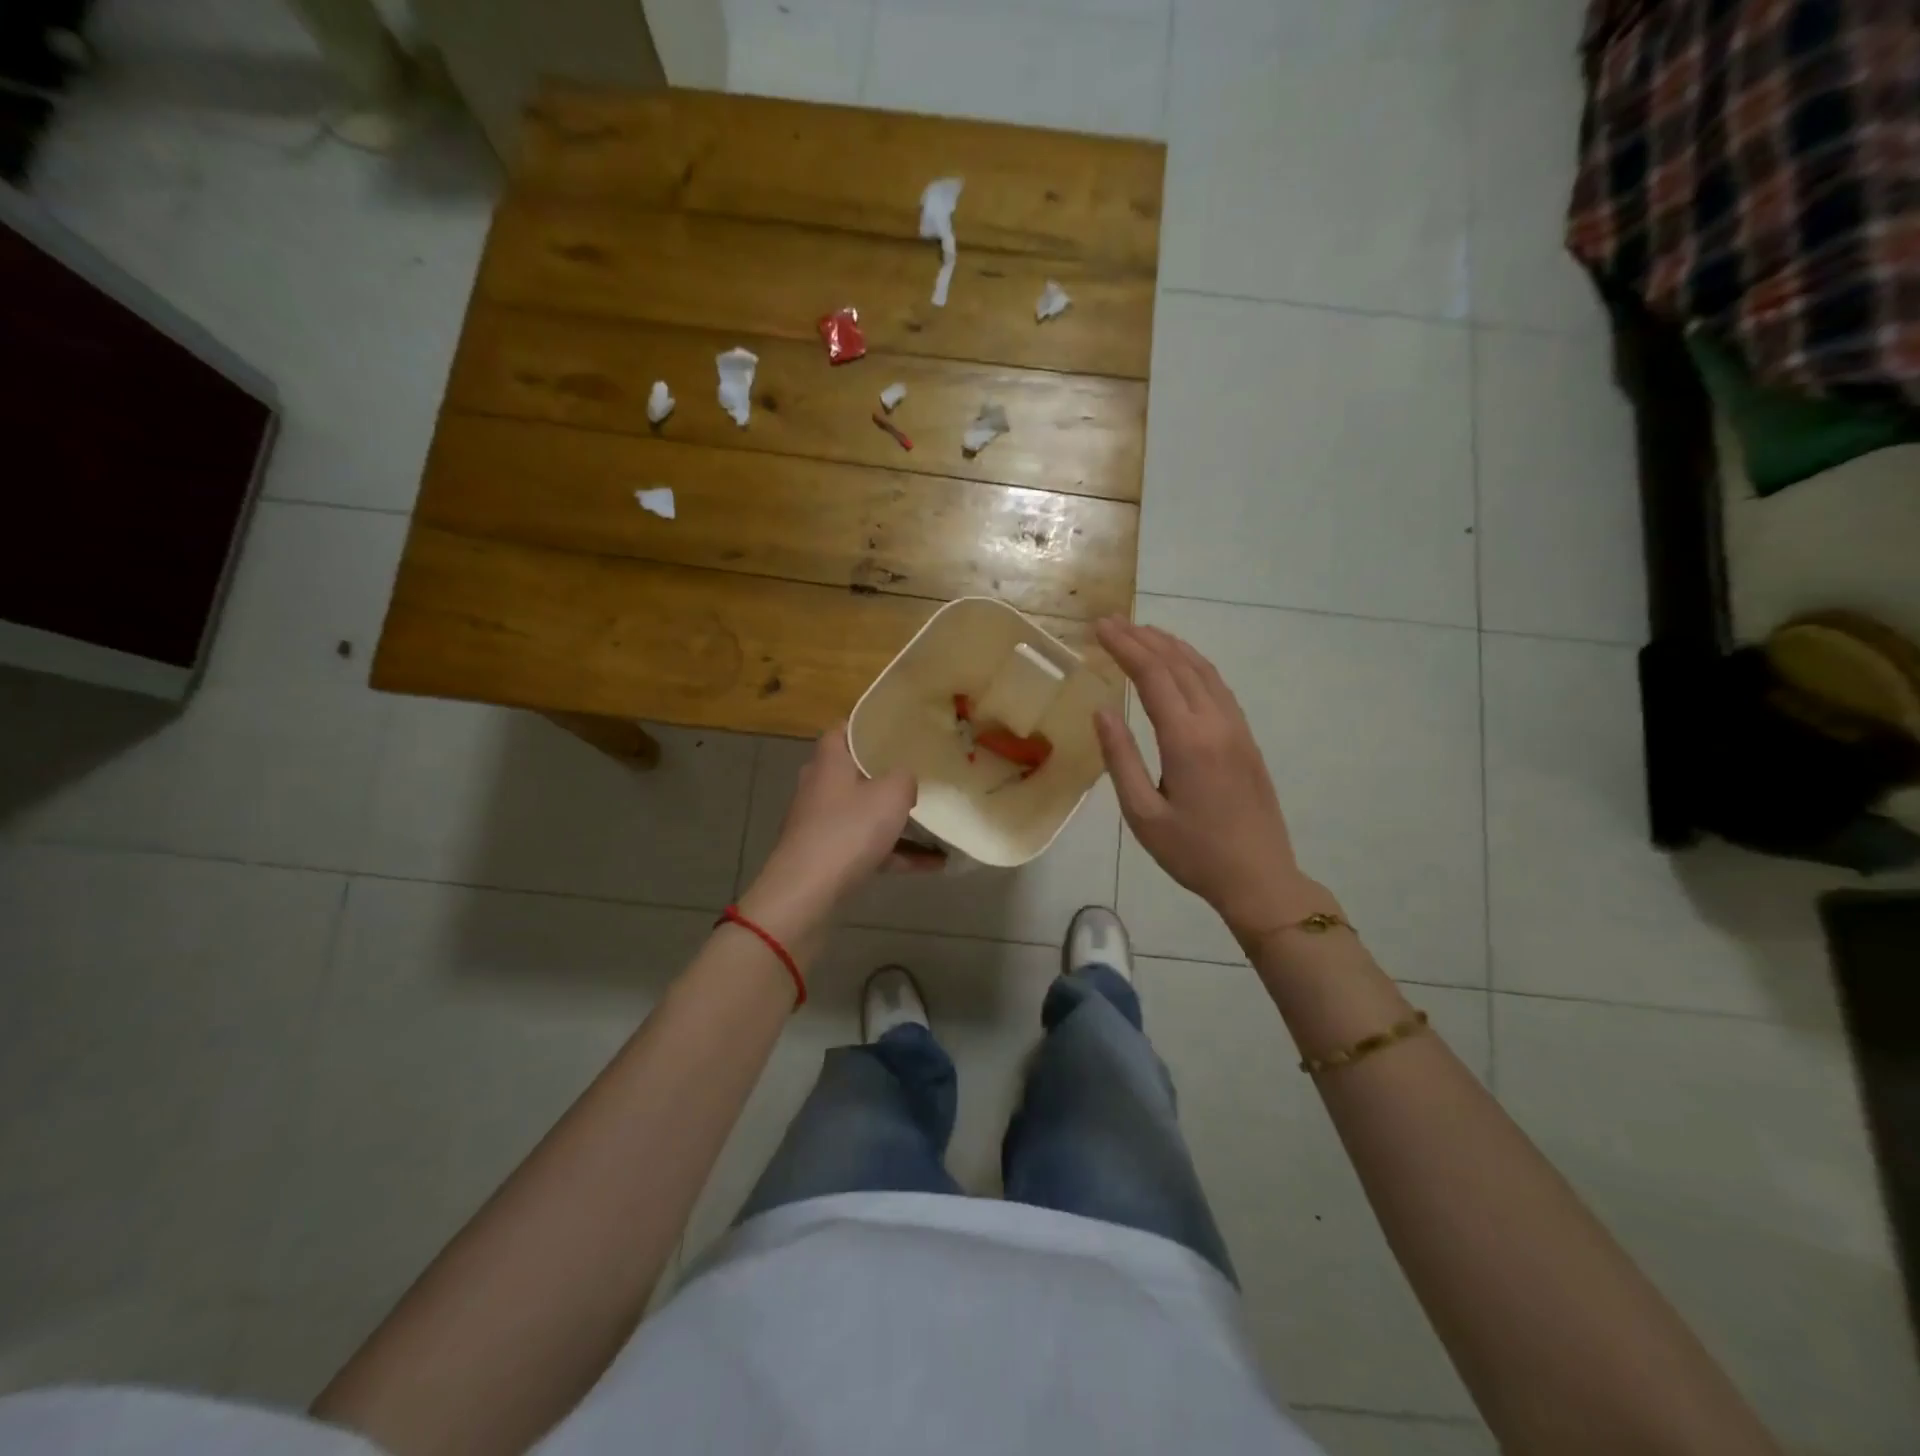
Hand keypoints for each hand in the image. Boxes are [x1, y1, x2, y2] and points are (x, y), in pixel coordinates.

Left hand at [739, 726, 933, 950]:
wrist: (807, 893)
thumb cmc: (848, 830)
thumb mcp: (892, 794)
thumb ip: (905, 777)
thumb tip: (905, 780)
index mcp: (830, 761)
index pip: (843, 729)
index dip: (869, 726)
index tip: (898, 728)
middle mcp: (820, 787)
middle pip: (855, 771)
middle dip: (886, 773)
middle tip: (919, 771)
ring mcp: (821, 823)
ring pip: (864, 812)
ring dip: (897, 819)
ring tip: (936, 821)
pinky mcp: (827, 855)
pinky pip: (868, 846)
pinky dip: (896, 852)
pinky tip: (933, 863)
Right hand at [1093, 618, 1334, 944]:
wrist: (1259, 878)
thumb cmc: (1193, 853)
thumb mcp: (1143, 814)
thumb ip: (1120, 759)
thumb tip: (1101, 711)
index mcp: (1187, 740)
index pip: (1153, 676)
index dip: (1125, 647)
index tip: (1100, 627)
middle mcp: (1216, 723)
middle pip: (1179, 664)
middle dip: (1144, 638)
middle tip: (1112, 622)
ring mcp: (1237, 728)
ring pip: (1203, 670)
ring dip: (1171, 646)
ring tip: (1142, 632)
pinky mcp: (1246, 738)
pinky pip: (1218, 686)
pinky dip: (1193, 664)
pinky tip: (1180, 665)